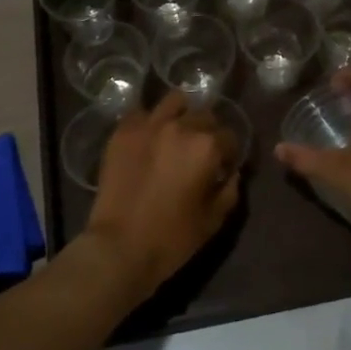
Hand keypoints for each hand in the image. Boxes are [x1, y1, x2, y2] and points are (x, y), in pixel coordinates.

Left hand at [83, 93, 241, 299]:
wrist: (118, 247)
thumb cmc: (172, 238)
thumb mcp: (213, 220)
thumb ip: (230, 190)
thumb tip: (231, 172)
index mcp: (207, 146)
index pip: (230, 136)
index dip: (229, 153)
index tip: (223, 166)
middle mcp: (180, 126)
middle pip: (204, 115)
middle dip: (208, 132)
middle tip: (199, 153)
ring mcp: (149, 124)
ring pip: (174, 102)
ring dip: (181, 115)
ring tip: (175, 135)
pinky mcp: (123, 130)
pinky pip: (142, 113)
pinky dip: (150, 122)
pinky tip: (148, 140)